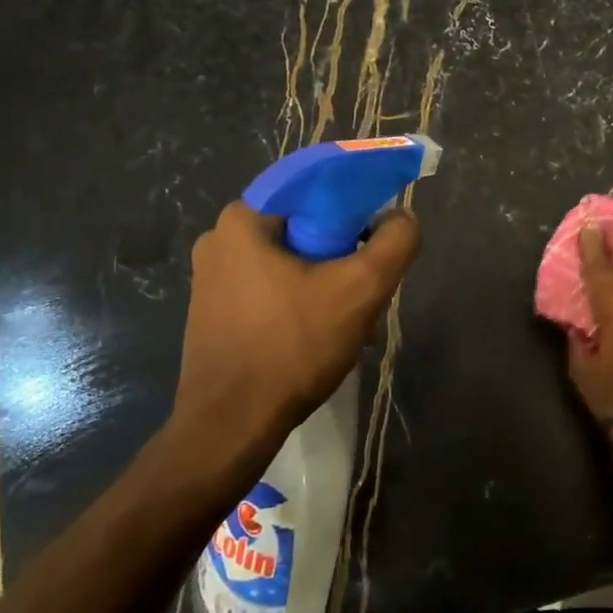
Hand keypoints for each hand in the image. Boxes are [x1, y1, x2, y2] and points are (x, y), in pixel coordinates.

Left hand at [170, 201, 419, 451]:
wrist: (231, 426)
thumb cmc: (293, 348)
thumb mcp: (360, 290)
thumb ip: (394, 243)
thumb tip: (402, 219)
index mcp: (244, 219)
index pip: (313, 186)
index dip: (356, 201)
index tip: (380, 232)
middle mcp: (219, 239)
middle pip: (303, 225)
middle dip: (343, 250)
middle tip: (369, 282)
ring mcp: (211, 278)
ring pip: (289, 259)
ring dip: (326, 279)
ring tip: (351, 315)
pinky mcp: (214, 312)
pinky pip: (271, 286)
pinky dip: (302, 298)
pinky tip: (321, 332)